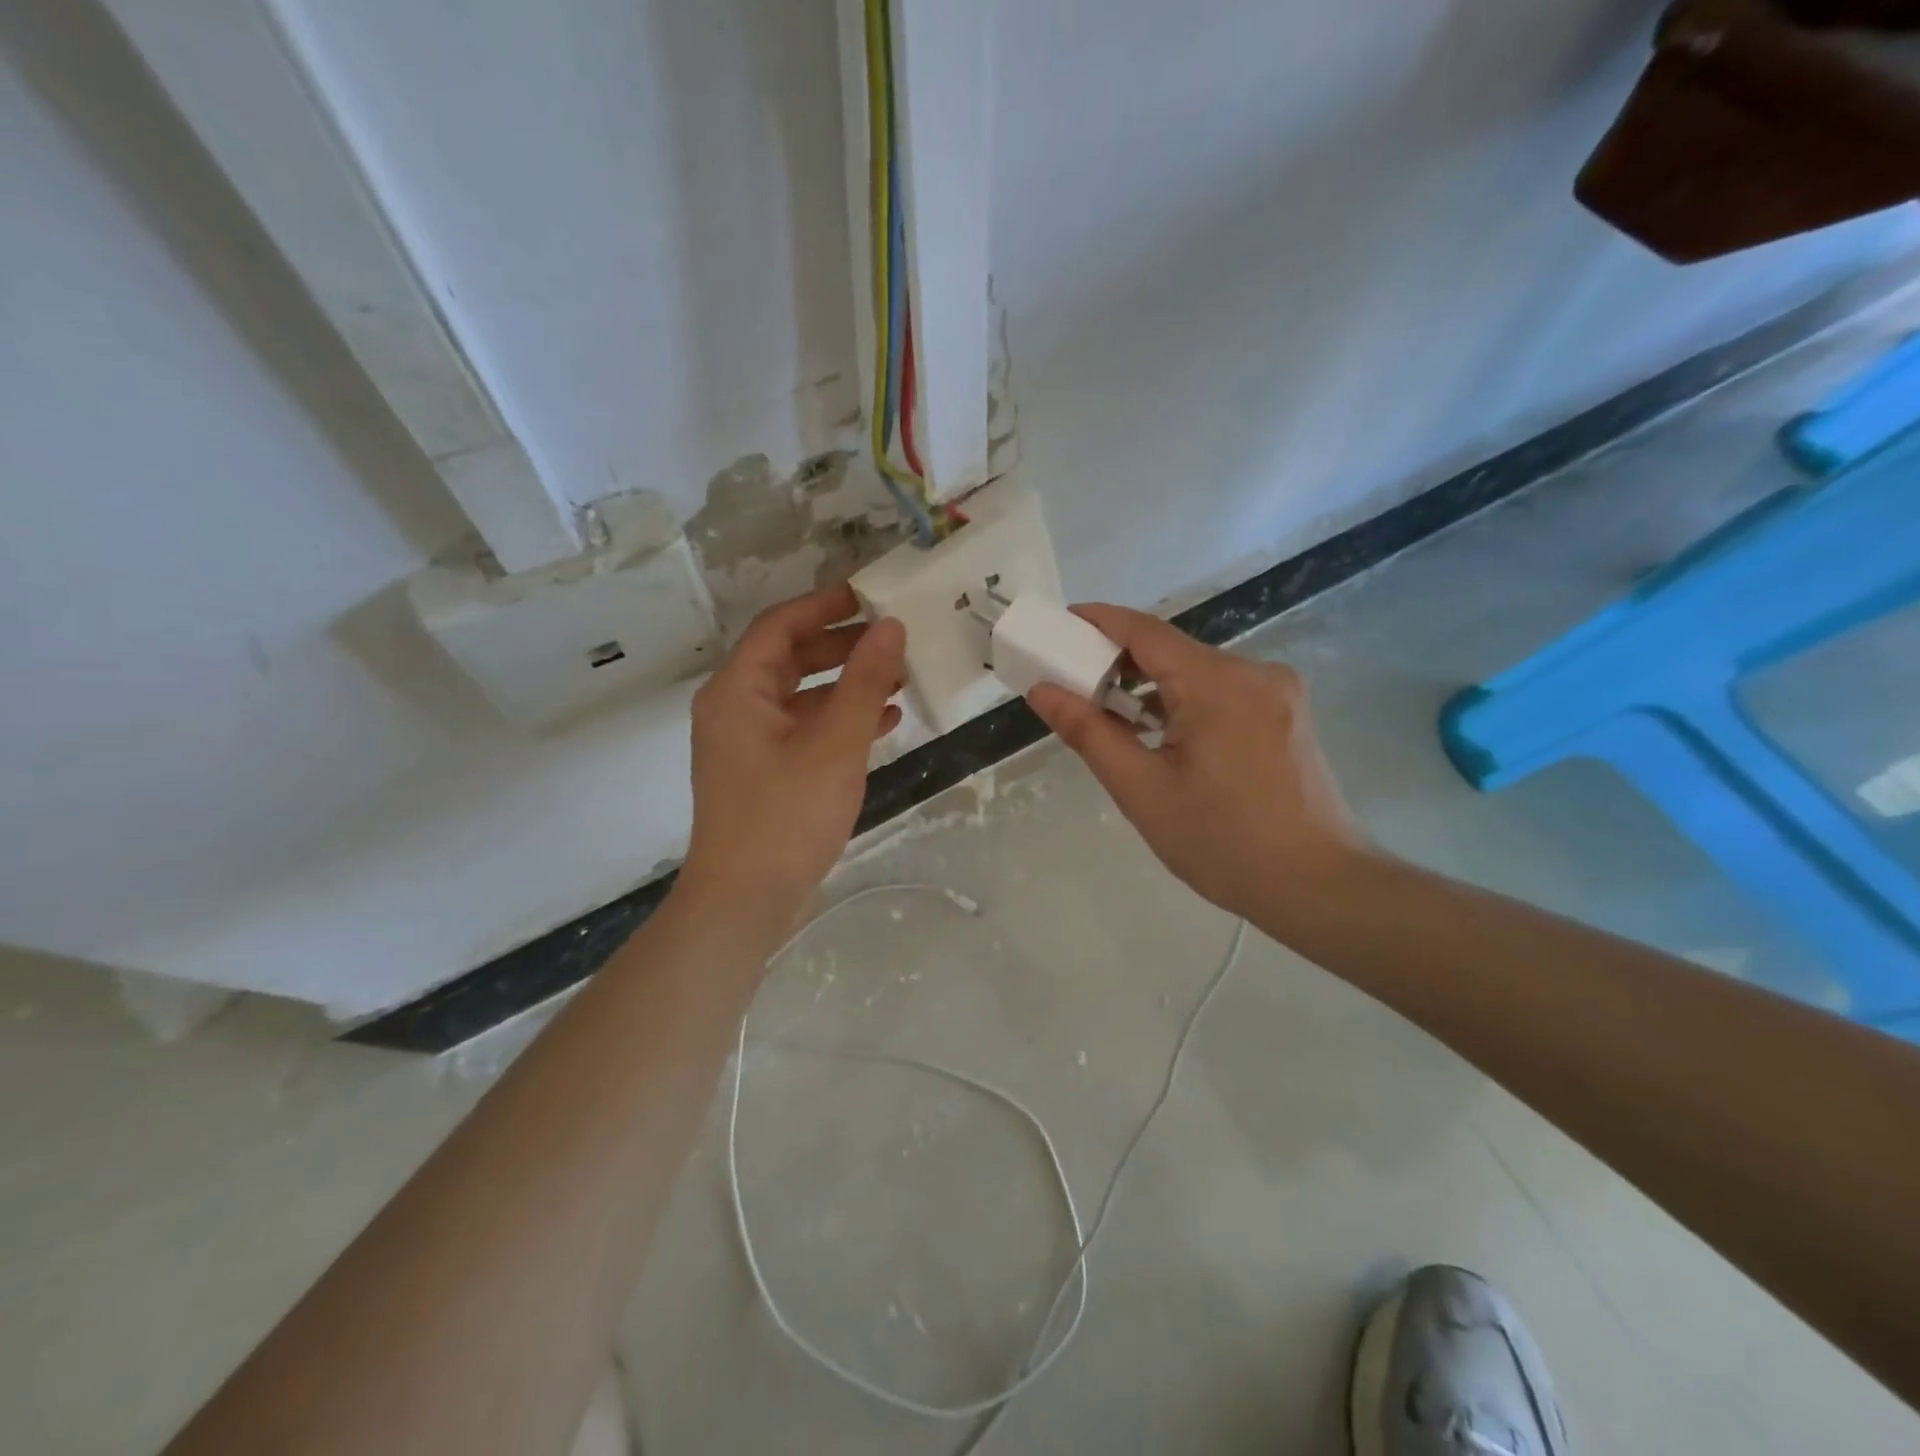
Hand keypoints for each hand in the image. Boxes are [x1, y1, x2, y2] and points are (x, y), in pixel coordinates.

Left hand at [680, 584, 904, 926]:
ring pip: (800, 695)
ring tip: (898, 677)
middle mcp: (735, 708)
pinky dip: (838, 720)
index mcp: (738, 690)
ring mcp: (747, 742)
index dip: (825, 605)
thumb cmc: (787, 816)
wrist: (745, 900)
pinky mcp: (763, 772)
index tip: (871, 594)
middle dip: (842, 645)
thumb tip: (890, 626)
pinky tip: (882, 723)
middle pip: (790, 658)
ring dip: (846, 684)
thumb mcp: (835, 744)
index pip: (780, 626)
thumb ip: (864, 682)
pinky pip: (802, 729)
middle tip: (892, 636)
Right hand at [1026, 604, 1367, 922]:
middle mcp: (1253, 672)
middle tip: (1074, 685)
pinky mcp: (1286, 713)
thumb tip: (1043, 690)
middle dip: (1120, 662)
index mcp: (1217, 684)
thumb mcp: (1142, 790)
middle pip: (1172, 651)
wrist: (1318, 886)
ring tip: (1113, 720)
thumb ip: (1088, 732)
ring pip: (1198, 673)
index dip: (1098, 621)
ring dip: (1153, 688)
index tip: (1059, 624)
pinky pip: (1223, 692)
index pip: (1145, 631)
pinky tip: (1164, 737)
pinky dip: (1185, 703)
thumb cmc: (1223, 843)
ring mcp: (1277, 691)